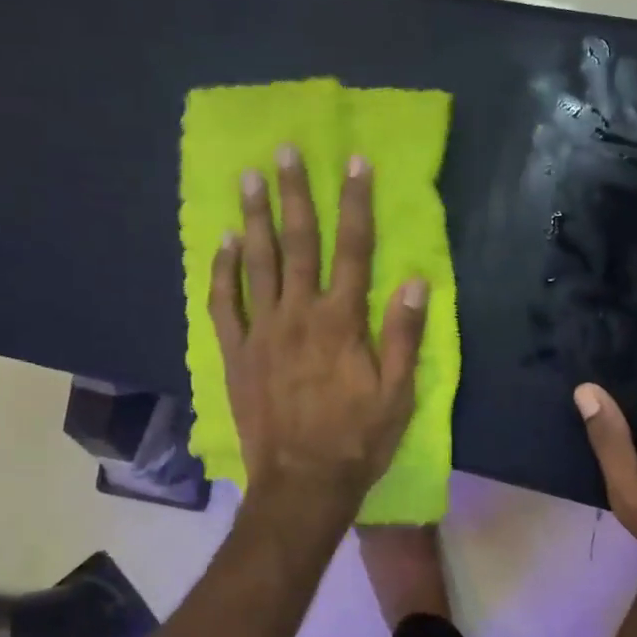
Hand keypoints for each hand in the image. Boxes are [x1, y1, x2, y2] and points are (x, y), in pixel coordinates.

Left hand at [210, 146, 426, 519]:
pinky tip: (223, 243)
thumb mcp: (397, 394)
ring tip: (248, 179)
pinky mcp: (236, 354)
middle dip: (295, 195)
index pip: (354, 250)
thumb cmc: (357, 440)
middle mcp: (299, 315)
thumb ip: (403, 335)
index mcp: (342, 322)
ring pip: (257, 264)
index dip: (356, 204)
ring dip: (254, 218)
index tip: (354, 162)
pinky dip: (222, 271)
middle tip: (284, 152)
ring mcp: (261, 333)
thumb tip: (414, 281)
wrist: (302, 484)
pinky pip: (223, 304)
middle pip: (299, 244)